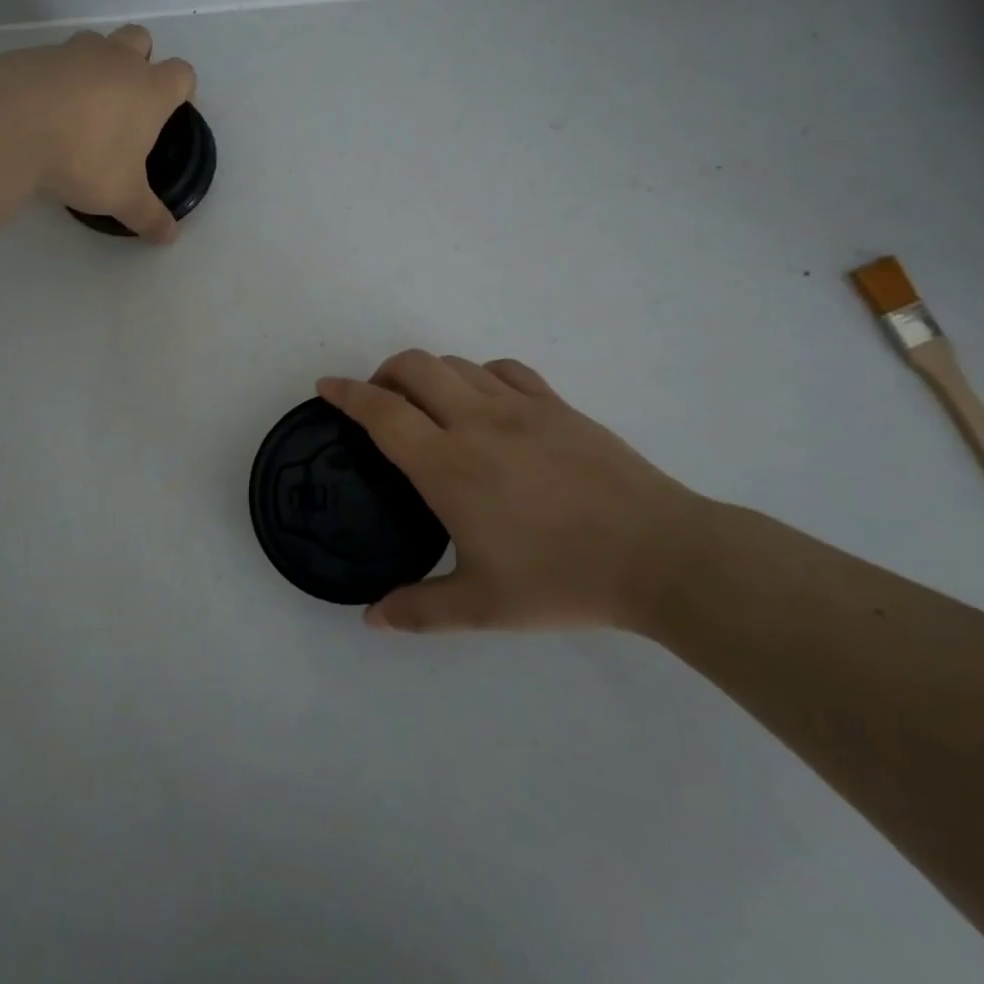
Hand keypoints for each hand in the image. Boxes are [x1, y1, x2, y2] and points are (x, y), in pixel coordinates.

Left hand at [0, 24, 196, 241]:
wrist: (10, 125)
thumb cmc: (84, 158)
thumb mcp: (122, 197)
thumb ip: (148, 216)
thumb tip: (169, 237)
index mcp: (150, 90)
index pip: (182, 74)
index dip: (182, 90)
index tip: (171, 110)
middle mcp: (117, 61)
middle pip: (141, 39)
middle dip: (140, 60)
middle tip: (127, 100)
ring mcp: (73, 52)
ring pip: (96, 41)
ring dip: (96, 64)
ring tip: (82, 104)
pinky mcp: (33, 55)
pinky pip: (54, 59)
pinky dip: (55, 77)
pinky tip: (42, 110)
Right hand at [317, 351, 711, 632]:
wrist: (658, 554)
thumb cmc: (561, 579)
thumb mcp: (483, 606)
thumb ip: (419, 610)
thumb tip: (371, 620)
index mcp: (447, 465)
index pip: (381, 412)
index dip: (346, 393)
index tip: (325, 387)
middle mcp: (476, 421)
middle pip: (414, 366)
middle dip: (383, 373)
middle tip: (379, 403)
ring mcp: (520, 407)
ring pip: (457, 364)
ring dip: (428, 373)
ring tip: (427, 404)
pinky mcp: (557, 405)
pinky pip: (505, 370)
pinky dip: (479, 374)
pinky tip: (485, 400)